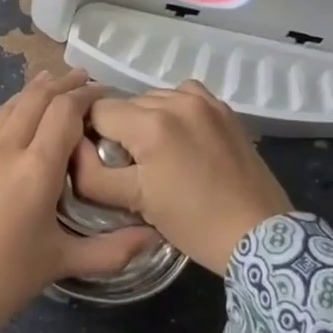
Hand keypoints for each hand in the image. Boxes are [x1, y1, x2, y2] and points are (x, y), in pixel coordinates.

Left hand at [0, 71, 159, 332]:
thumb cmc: (7, 279)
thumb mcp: (63, 262)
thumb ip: (113, 249)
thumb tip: (154, 238)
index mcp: (35, 169)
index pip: (63, 112)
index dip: (84, 95)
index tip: (101, 90)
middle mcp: (3, 151)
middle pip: (33, 100)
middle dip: (59, 83)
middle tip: (80, 76)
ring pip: (5, 110)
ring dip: (30, 93)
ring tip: (47, 83)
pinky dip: (8, 116)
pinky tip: (12, 126)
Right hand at [69, 81, 291, 273]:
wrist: (260, 235)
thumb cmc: (193, 223)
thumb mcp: (134, 202)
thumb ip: (91, 174)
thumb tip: (73, 149)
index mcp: (150, 124)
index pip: (96, 111)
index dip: (91, 136)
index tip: (102, 162)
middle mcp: (176, 101)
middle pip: (124, 104)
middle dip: (119, 130)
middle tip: (131, 166)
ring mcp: (204, 101)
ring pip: (152, 99)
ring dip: (146, 121)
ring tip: (158, 155)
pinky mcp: (224, 109)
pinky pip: (183, 97)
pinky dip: (174, 112)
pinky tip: (180, 139)